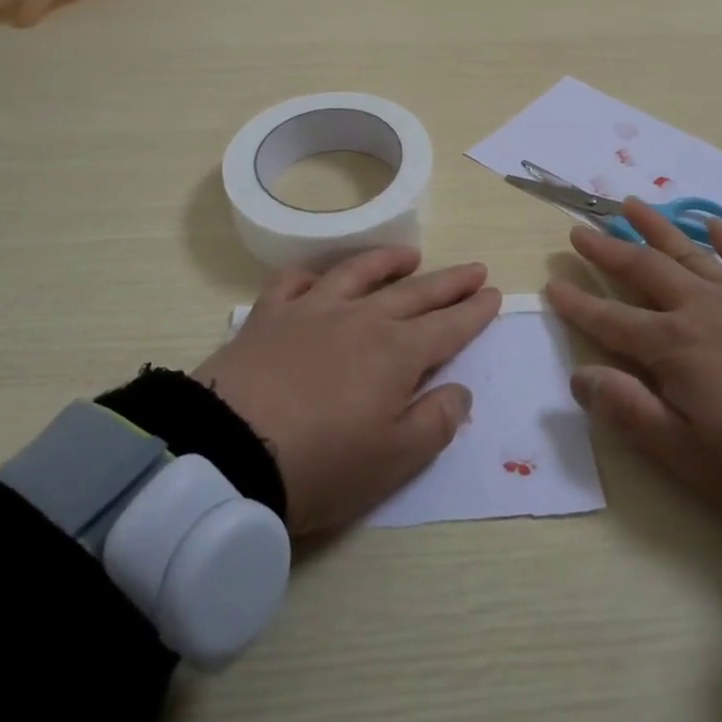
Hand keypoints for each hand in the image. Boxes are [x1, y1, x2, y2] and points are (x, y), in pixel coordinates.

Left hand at [193, 247, 499, 536]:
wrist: (228, 453)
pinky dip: (312, 274)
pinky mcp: (269, 316)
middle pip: (415, 293)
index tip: (493, 294)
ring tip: (410, 255)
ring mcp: (312, 311)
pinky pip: (294, 282)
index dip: (474, 311)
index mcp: (397, 353)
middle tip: (474, 268)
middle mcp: (361, 319)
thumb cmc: (321, 465)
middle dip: (449, 282)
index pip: (448, 327)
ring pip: (358, 273)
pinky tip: (319, 276)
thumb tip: (460, 390)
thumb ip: (436, 422)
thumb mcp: (394, 460)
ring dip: (388, 262)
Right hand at [543, 199, 721, 530]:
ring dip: (655, 227)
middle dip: (607, 250)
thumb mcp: (683, 452)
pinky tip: (710, 223)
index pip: (610, 320)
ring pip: (687, 253)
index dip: (577, 303)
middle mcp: (699, 310)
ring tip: (630, 203)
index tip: (551, 283)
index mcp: (671, 347)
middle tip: (580, 229)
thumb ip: (627, 410)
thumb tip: (579, 376)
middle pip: (643, 271)